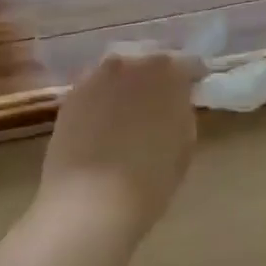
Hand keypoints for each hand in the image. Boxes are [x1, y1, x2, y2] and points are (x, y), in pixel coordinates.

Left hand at [36, 48, 202, 241]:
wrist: (90, 202)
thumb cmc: (151, 178)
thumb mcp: (185, 143)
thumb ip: (182, 112)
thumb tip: (175, 104)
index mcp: (170, 72)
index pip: (189, 64)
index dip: (193, 78)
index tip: (194, 91)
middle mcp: (133, 64)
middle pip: (151, 63)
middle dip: (157, 78)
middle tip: (161, 102)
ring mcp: (98, 77)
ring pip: (120, 73)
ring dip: (127, 85)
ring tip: (129, 111)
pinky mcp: (71, 96)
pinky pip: (95, 89)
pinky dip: (102, 99)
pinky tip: (103, 122)